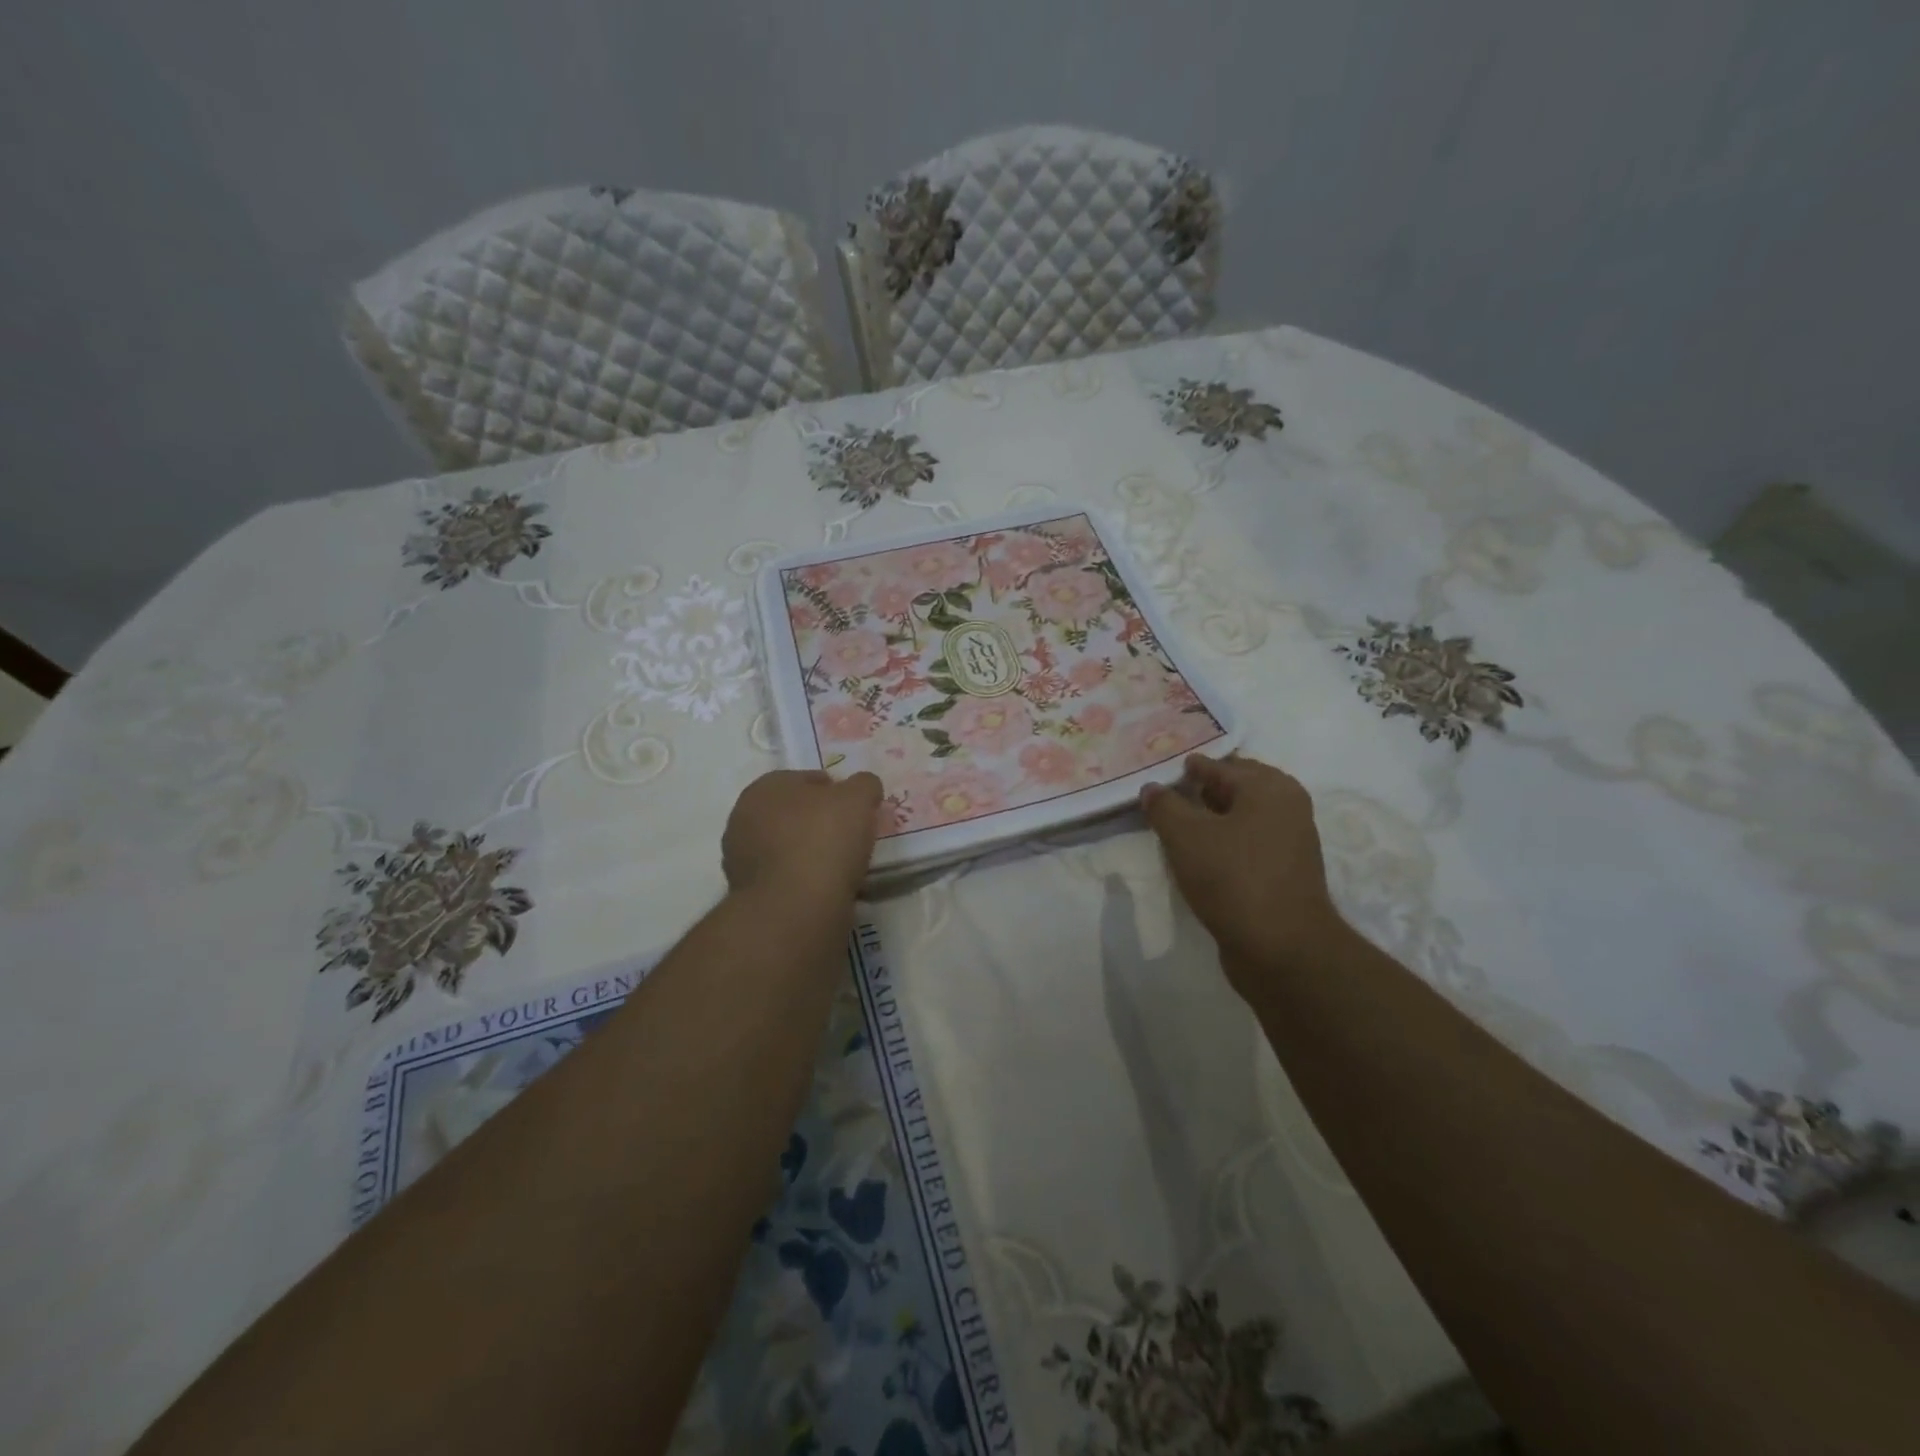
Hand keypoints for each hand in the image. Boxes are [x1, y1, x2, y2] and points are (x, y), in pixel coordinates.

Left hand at [723, 769, 882, 901]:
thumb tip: (864, 788)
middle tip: (852, 838)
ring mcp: (742, 859)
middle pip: (795, 814)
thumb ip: (864, 785)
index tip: (859, 811)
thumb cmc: (823, 840)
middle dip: (820, 823)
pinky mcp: (749, 895)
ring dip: (811, 854)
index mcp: (765, 788)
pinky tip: (827, 890)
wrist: (794, 909)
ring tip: (843, 869)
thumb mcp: (858, 798)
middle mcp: (744, 818)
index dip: (838, 792)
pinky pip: (786, 879)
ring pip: (789, 848)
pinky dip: (804, 881)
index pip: (809, 780)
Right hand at [1141, 754, 1346, 988]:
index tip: (1158, 774)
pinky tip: (1197, 857)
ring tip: (1174, 829)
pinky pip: (1246, 846)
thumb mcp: (1185, 836)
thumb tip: (1152, 788)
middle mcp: (1287, 808)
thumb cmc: (1233, 878)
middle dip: (1200, 792)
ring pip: (1240, 819)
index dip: (1186, 769)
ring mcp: (1290, 843)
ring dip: (1210, 821)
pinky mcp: (1285, 874)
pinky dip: (1223, 844)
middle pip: (1234, 789)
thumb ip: (1164, 806)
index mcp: (1269, 787)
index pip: (1218, 766)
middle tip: (1164, 798)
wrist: (1283, 950)